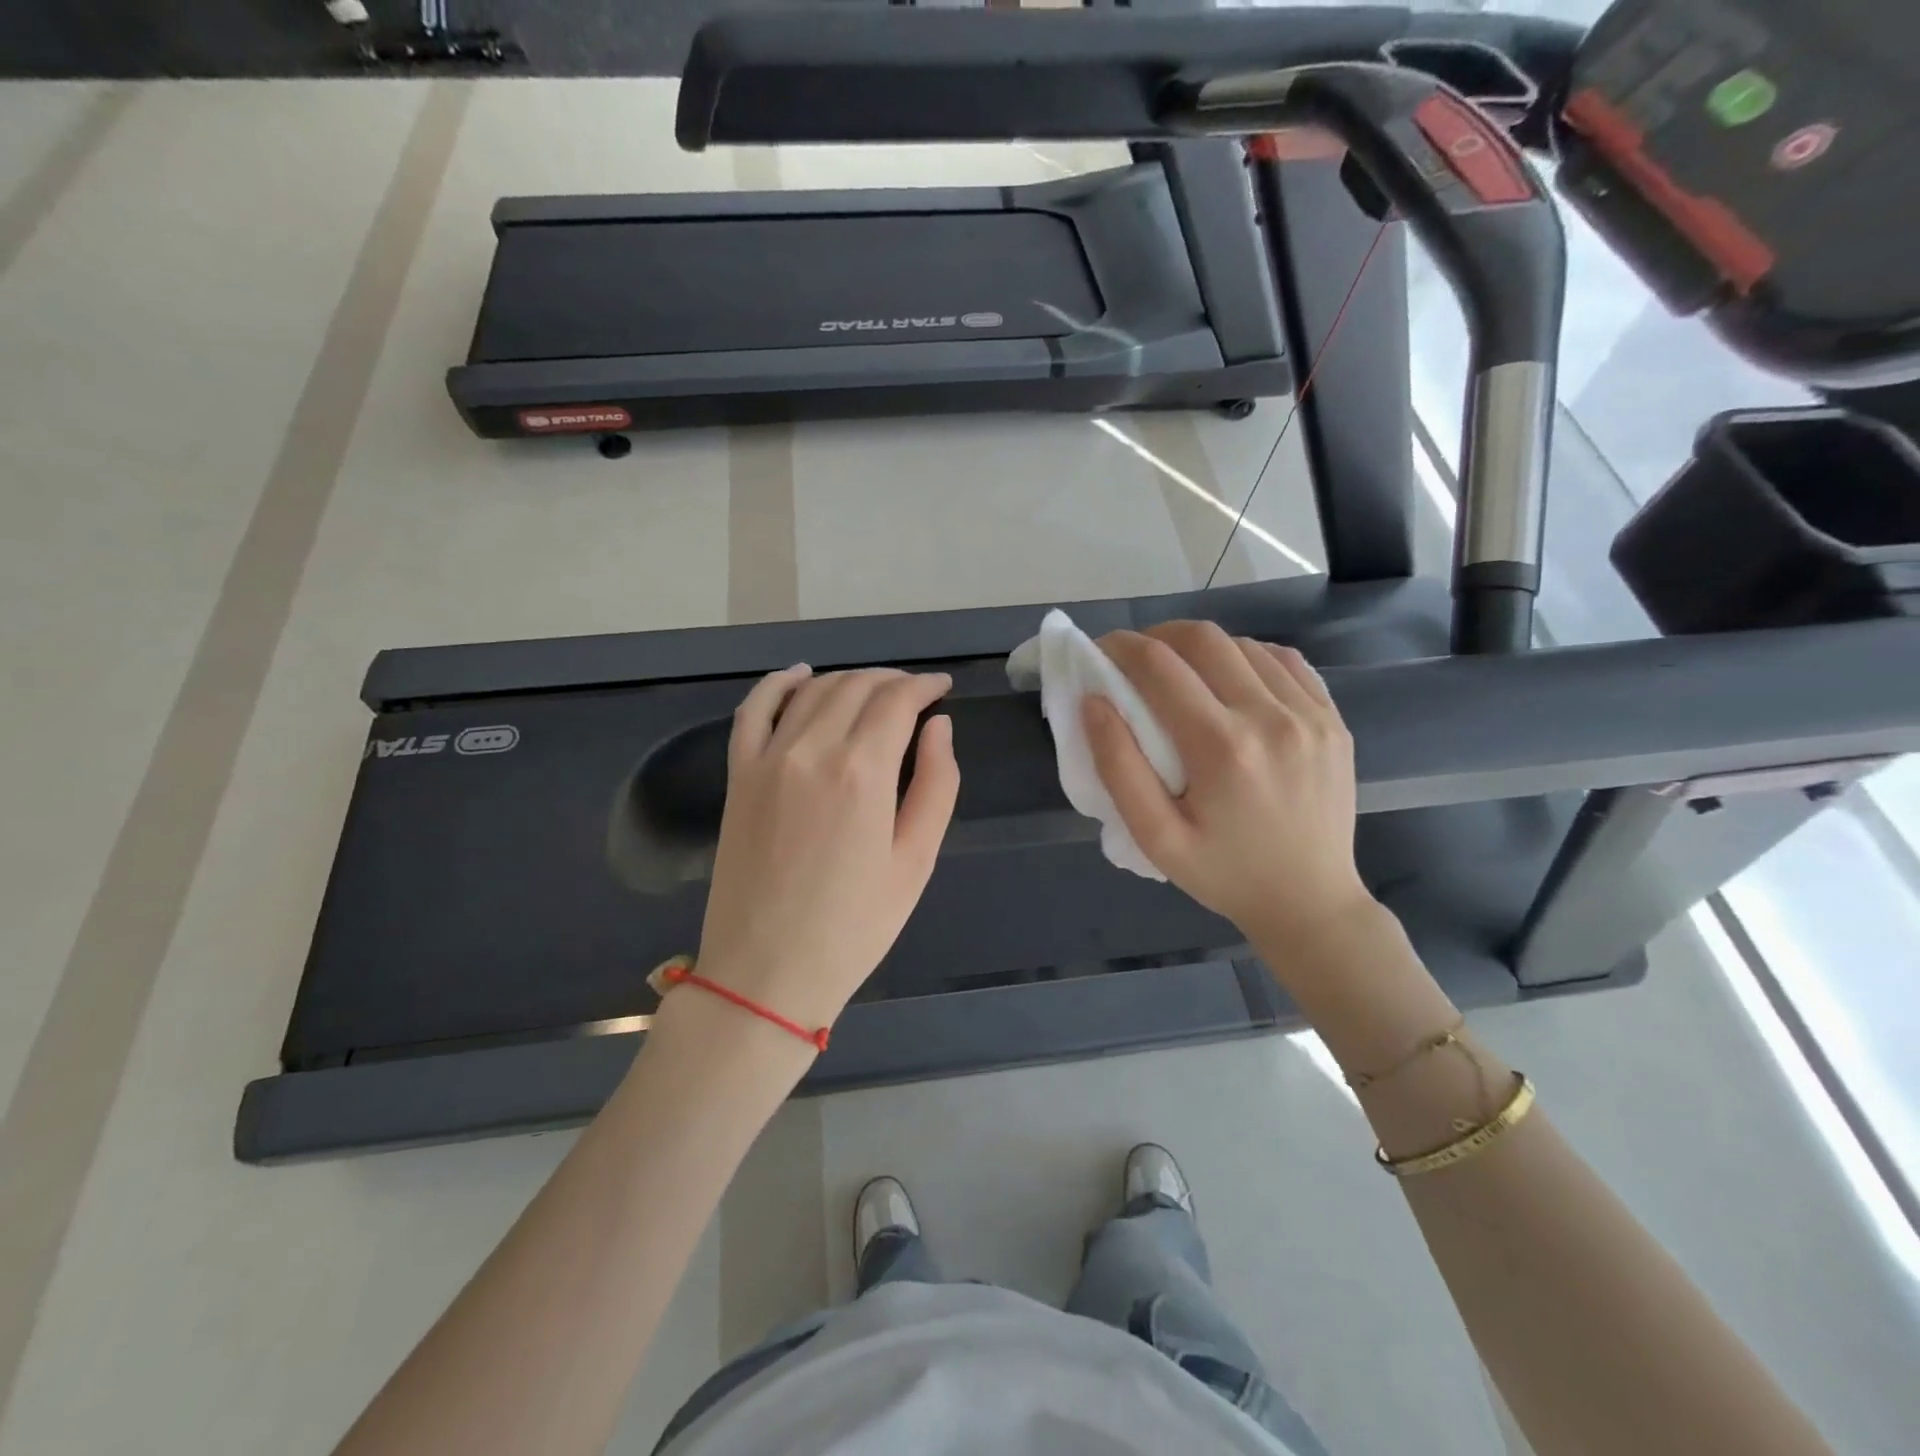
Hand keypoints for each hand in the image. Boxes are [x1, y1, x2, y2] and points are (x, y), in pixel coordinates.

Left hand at [694, 666, 959, 1034]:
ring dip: (849, 679)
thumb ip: (936, 784)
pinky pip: (754, 709)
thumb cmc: (854, 926)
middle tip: (915, 693)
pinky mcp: (738, 775)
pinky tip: (800, 674)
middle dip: (892, 680)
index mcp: (863, 772)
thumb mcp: (916, 862)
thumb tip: (939, 726)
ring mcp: (767, 759)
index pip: (898, 701)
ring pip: (813, 690)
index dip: (925, 686)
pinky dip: (778, 683)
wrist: (766, 972)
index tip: (942, 688)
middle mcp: (812, 749)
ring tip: (873, 690)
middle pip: (857, 686)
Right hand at [1083, 621, 1371, 941]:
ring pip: (1244, 644)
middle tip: (1135, 659)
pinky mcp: (1332, 719)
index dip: (1121, 647)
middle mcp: (1270, 717)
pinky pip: (1285, 661)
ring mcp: (1310, 714)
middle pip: (1203, 639)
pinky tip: (1231, 680)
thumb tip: (1093, 702)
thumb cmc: (1224, 875)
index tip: (1099, 651)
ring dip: (1202, 647)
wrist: (1310, 903)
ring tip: (1181, 672)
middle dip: (1158, 637)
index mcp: (1221, 747)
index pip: (1159, 666)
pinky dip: (1247, 657)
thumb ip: (1118, 767)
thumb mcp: (1156, 837)